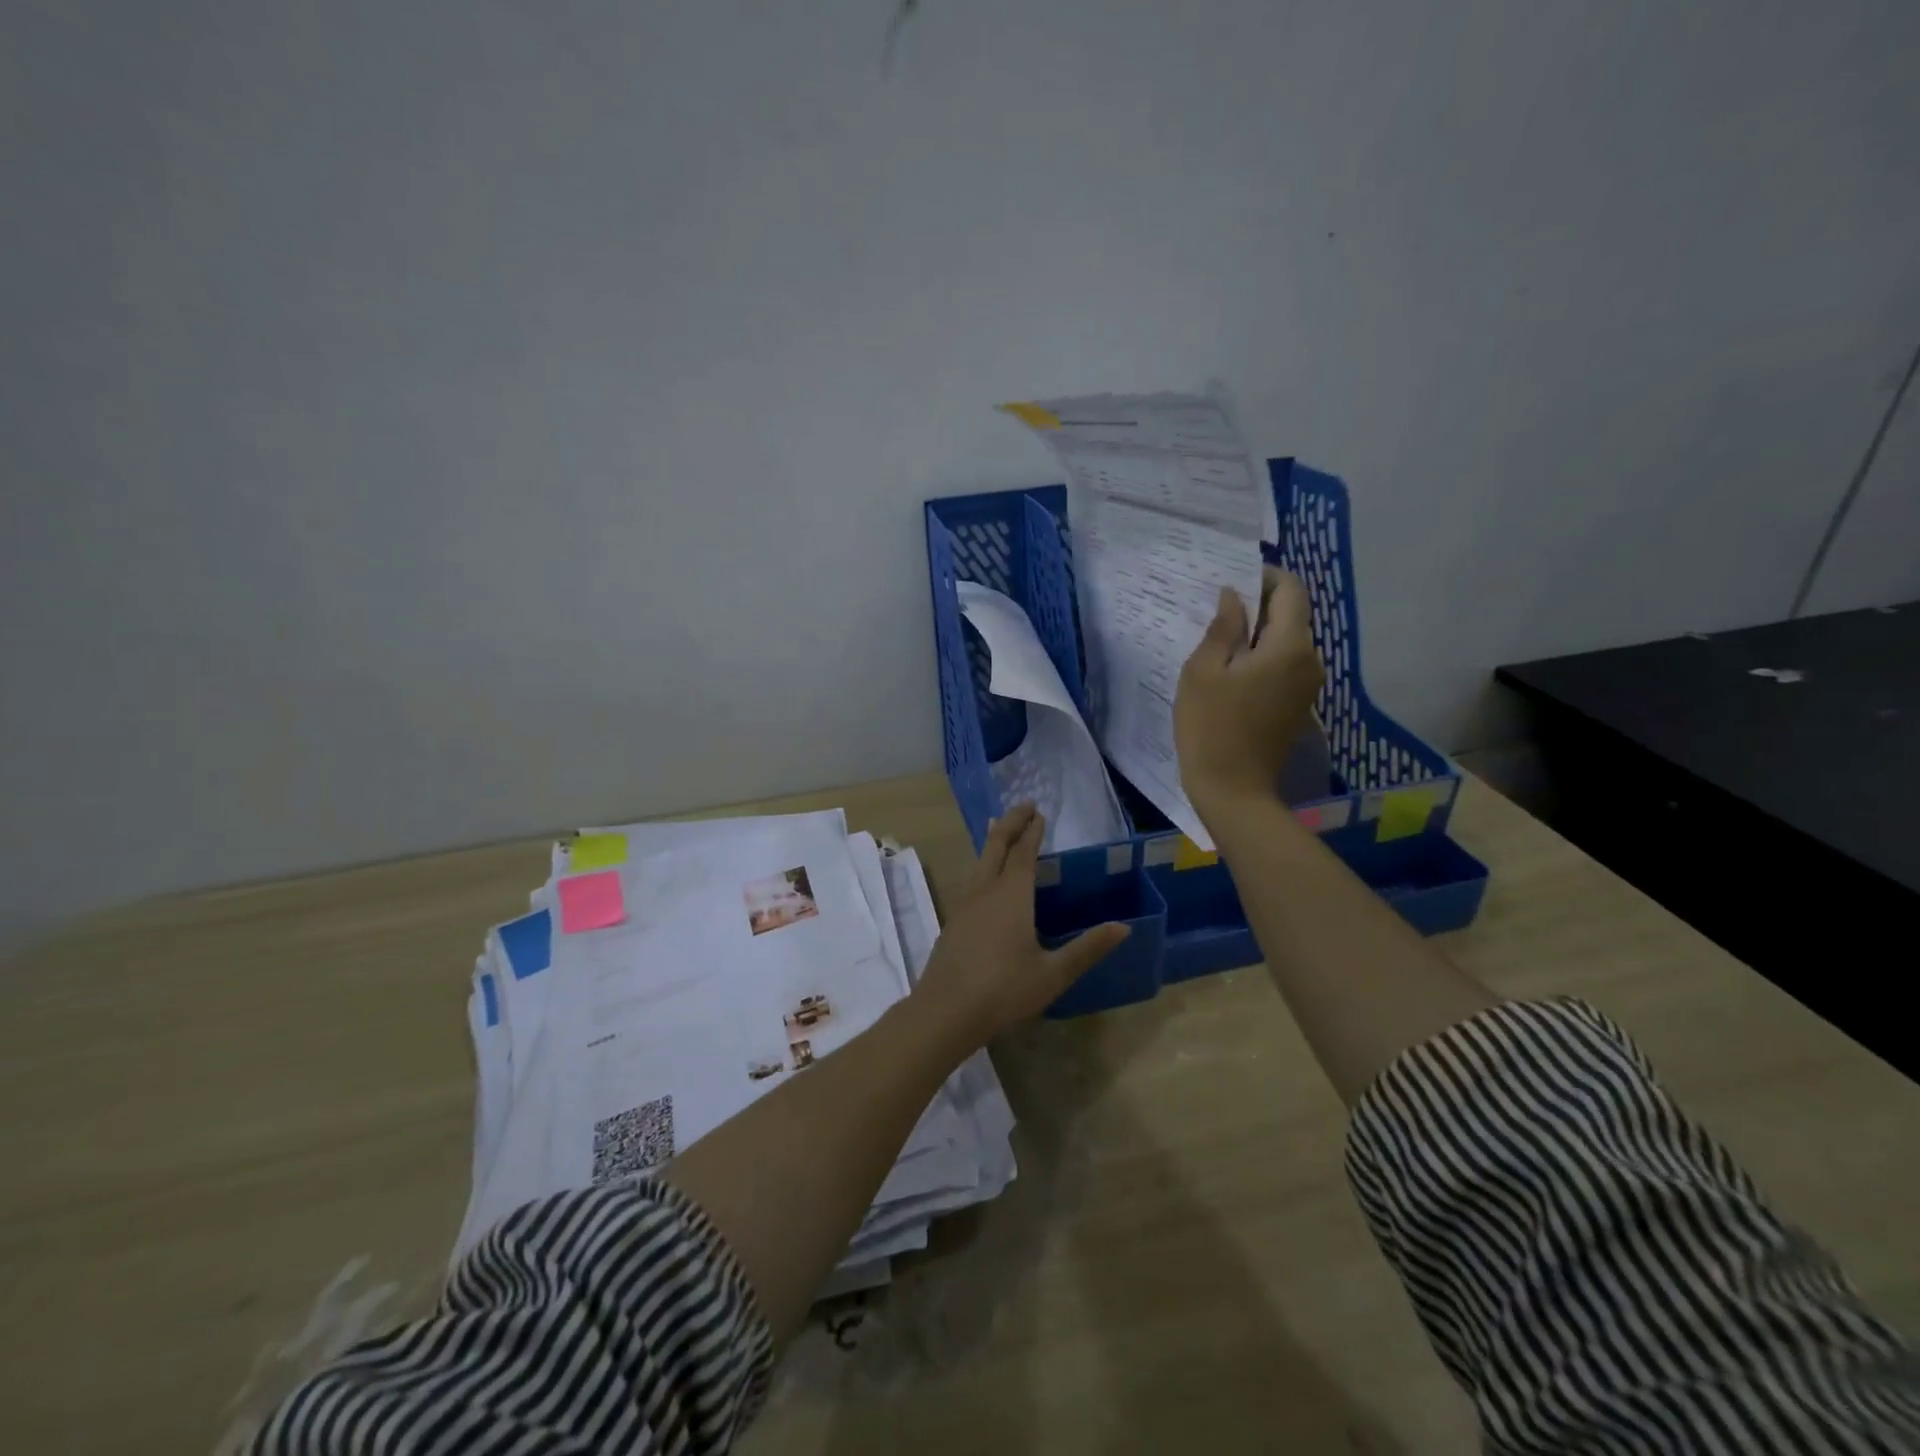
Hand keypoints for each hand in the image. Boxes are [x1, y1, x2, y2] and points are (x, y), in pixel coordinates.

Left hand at [912, 802, 1130, 1046]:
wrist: (946, 1010)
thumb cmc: (1004, 989)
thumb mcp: (1053, 973)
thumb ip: (1087, 949)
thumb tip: (1123, 927)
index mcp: (1012, 895)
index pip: (1023, 853)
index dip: (1032, 831)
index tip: (1039, 812)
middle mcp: (986, 891)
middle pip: (996, 846)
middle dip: (1010, 822)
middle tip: (1023, 805)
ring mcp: (965, 905)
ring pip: (980, 861)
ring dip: (993, 841)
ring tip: (998, 828)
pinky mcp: (954, 921)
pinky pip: (972, 879)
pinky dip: (983, 864)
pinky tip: (984, 878)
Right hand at [1174, 567, 1324, 817]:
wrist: (1233, 790)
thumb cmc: (1211, 727)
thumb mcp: (1203, 672)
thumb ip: (1223, 627)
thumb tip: (1233, 597)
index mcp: (1289, 645)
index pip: (1291, 589)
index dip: (1264, 576)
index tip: (1231, 580)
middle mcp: (1310, 659)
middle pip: (1292, 614)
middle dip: (1259, 604)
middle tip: (1217, 611)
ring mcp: (1308, 684)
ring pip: (1288, 640)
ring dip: (1260, 632)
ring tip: (1221, 640)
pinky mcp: (1299, 704)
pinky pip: (1285, 664)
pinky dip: (1264, 656)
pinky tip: (1233, 669)